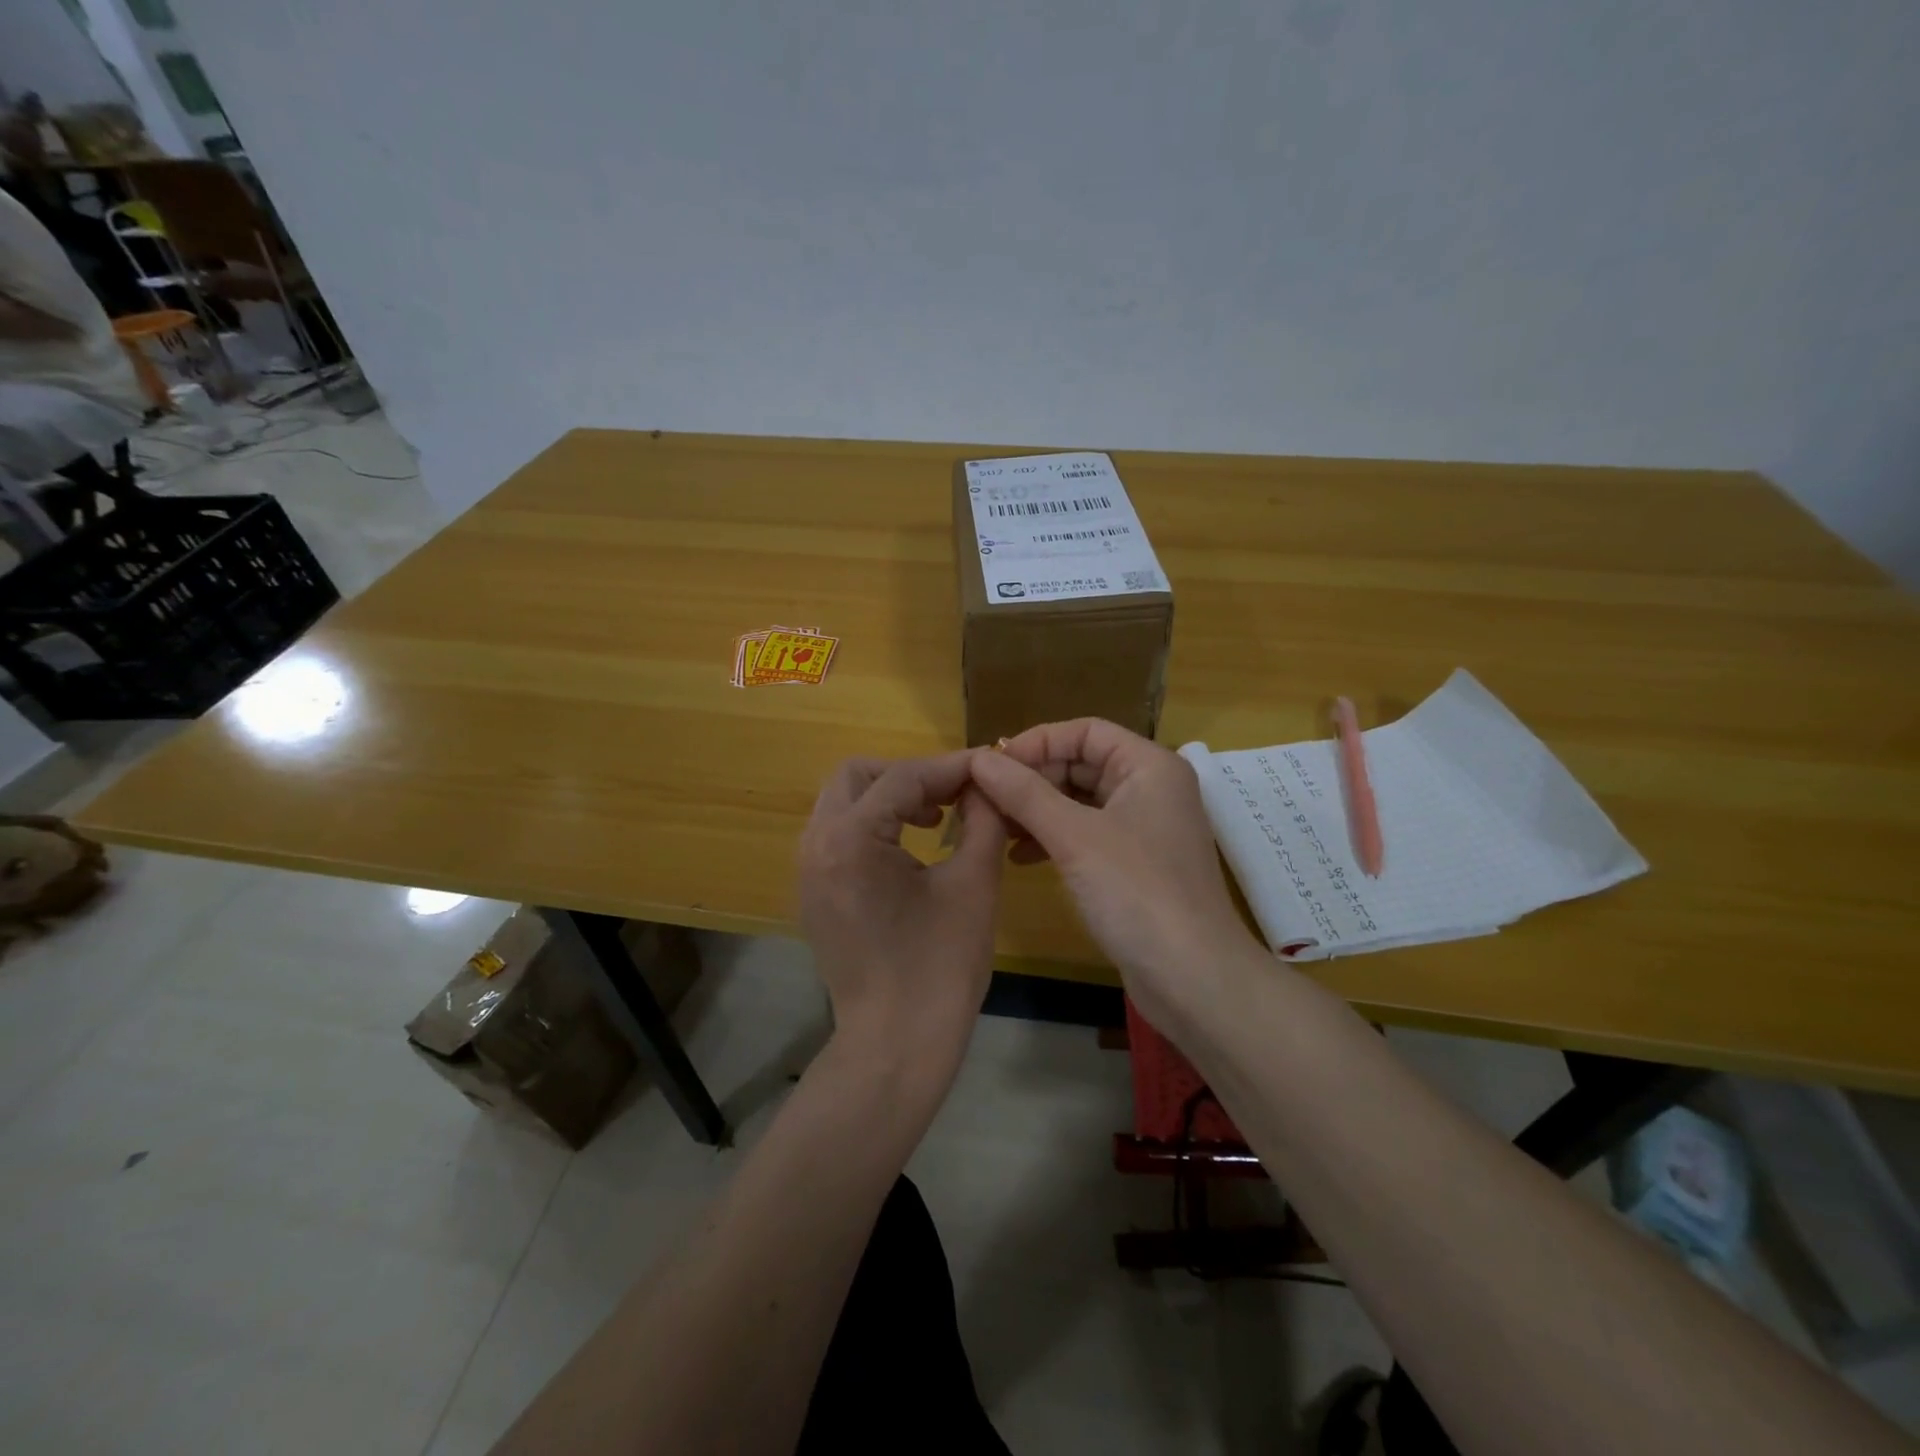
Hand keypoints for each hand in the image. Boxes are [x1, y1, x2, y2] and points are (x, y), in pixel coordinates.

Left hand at [797, 752, 1008, 1068]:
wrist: (895, 1046)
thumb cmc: (941, 968)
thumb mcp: (974, 884)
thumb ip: (983, 819)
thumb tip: (988, 783)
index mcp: (850, 839)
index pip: (903, 777)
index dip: (951, 767)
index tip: (990, 766)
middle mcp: (815, 845)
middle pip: (857, 776)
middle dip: (909, 775)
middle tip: (954, 794)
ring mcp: (807, 870)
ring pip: (842, 802)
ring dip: (888, 797)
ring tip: (936, 817)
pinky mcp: (813, 893)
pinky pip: (837, 834)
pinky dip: (871, 824)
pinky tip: (910, 847)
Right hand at [968, 720, 1255, 1019]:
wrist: (1192, 977)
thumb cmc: (1136, 892)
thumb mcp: (1074, 836)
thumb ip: (1024, 793)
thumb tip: (979, 760)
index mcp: (1149, 766)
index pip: (1085, 731)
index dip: (1037, 741)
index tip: (993, 765)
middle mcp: (1151, 788)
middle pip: (1082, 763)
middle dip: (1033, 778)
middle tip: (986, 798)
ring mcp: (1145, 828)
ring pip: (1081, 801)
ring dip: (1038, 809)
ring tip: (996, 827)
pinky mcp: (1135, 864)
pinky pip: (1086, 834)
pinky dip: (1053, 838)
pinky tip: (1020, 857)